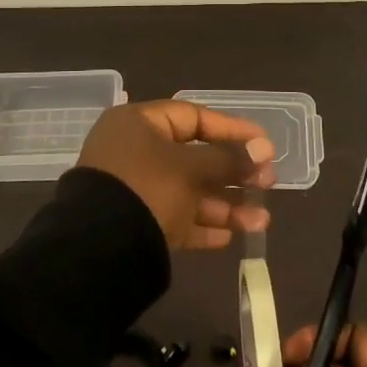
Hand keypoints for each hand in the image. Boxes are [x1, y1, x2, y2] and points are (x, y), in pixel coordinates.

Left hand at [77, 100, 275, 249]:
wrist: (98, 249)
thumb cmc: (147, 189)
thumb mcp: (191, 170)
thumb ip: (229, 159)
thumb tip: (264, 148)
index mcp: (138, 124)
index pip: (193, 117)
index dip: (231, 129)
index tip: (264, 143)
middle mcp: (134, 152)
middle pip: (194, 158)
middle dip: (234, 174)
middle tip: (268, 184)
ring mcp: (134, 190)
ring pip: (188, 192)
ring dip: (225, 206)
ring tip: (261, 222)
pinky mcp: (135, 224)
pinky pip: (175, 219)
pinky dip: (201, 226)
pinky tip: (230, 237)